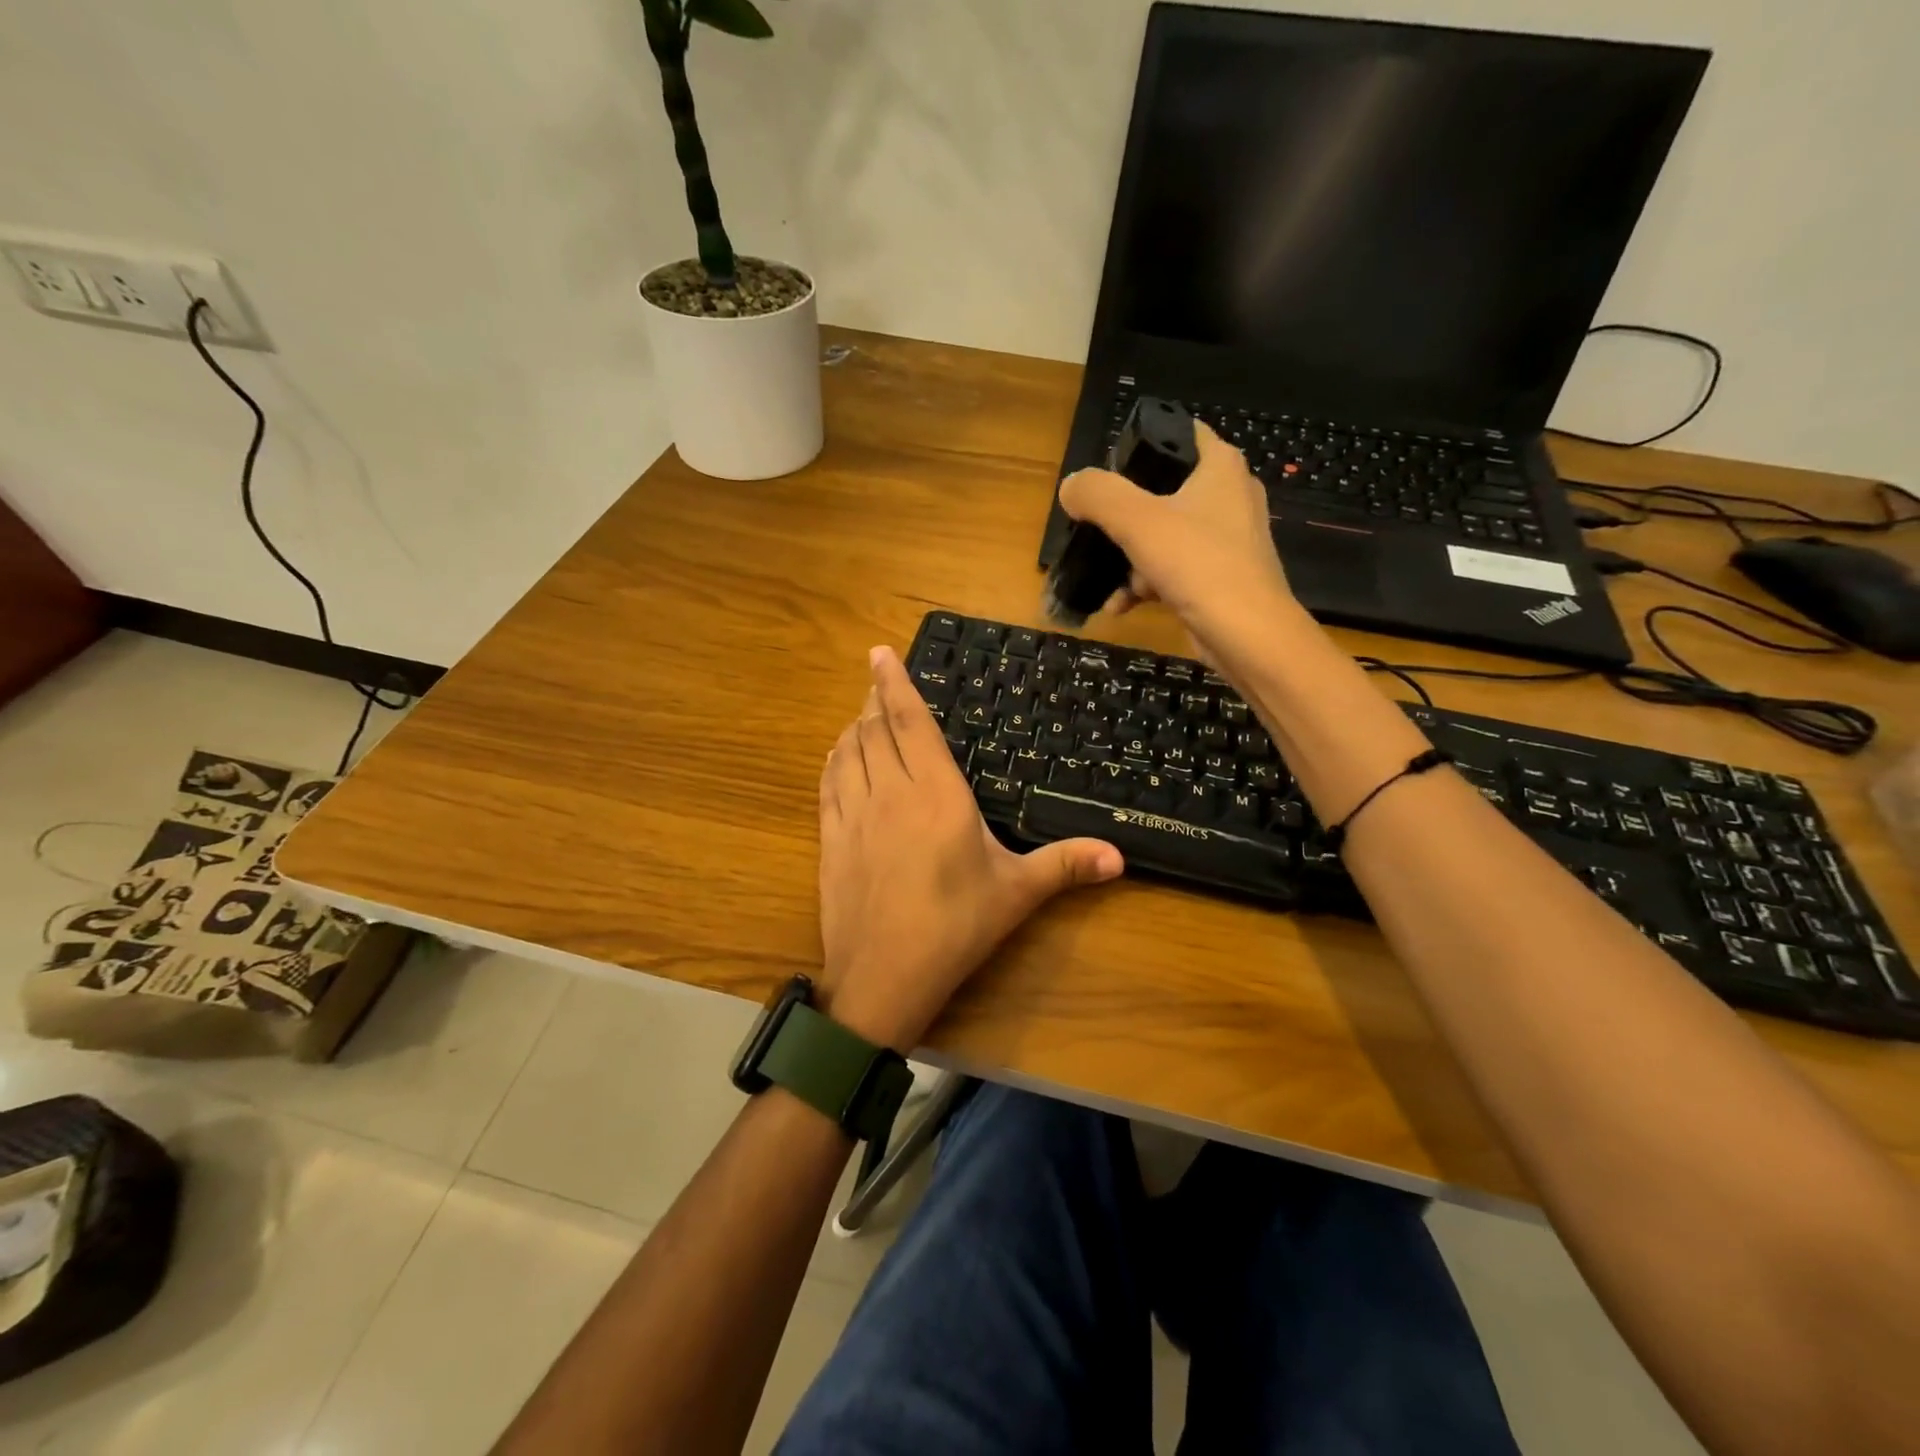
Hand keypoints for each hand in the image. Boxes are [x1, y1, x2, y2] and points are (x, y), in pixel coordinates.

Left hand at [817, 646, 1123, 1051]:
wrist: (883, 977)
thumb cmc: (955, 927)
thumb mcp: (1016, 893)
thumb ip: (1065, 865)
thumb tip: (1120, 856)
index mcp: (936, 793)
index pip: (909, 721)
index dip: (893, 682)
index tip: (880, 652)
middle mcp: (890, 792)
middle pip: (874, 729)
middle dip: (874, 700)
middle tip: (877, 681)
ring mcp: (853, 815)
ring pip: (848, 752)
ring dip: (853, 727)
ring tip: (862, 715)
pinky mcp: (830, 840)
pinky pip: (828, 784)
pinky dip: (834, 760)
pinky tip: (839, 757)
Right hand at [1056, 421, 1305, 668]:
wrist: (1247, 635)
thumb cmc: (1198, 564)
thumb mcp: (1137, 521)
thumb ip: (1098, 495)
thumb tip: (1071, 487)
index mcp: (1220, 467)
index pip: (1179, 433)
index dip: (1142, 444)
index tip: (1107, 468)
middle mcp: (1229, 496)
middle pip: (1164, 491)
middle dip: (1125, 515)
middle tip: (1098, 528)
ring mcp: (1227, 540)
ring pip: (1164, 536)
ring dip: (1130, 559)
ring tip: (1110, 581)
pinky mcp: (1220, 578)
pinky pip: (1173, 570)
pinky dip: (1146, 585)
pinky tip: (1120, 606)